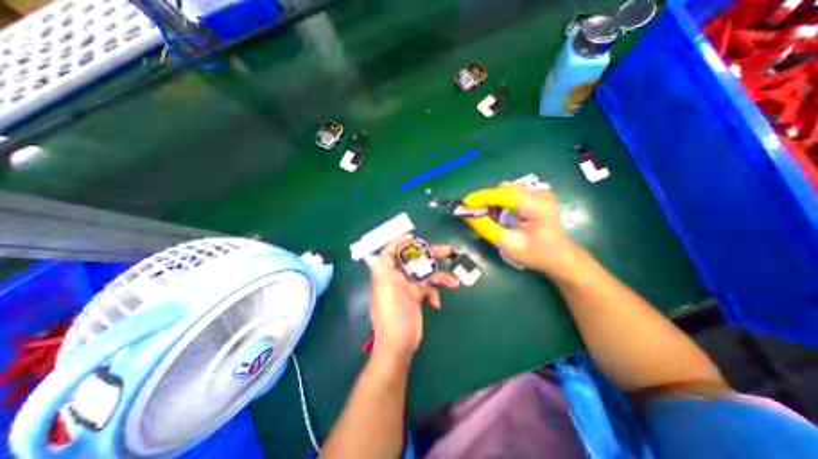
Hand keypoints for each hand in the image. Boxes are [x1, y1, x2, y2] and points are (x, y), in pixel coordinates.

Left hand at [364, 235, 458, 363]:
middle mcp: (398, 278)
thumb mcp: (386, 293)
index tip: (414, 239)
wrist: (400, 345)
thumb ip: (381, 273)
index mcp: (388, 275)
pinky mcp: (418, 297)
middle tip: (447, 250)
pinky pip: (429, 289)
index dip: (400, 243)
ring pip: (425, 275)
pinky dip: (435, 294)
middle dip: (430, 256)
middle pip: (414, 261)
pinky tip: (437, 304)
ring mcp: (409, 288)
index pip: (390, 253)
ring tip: (454, 281)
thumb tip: (369, 256)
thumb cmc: (392, 318)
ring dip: (440, 276)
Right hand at [463, 183, 584, 279]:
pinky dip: (501, 203)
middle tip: (474, 213)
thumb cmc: (537, 254)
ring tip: (487, 217)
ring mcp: (540, 193)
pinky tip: (499, 215)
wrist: (561, 258)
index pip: (503, 194)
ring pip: (506, 190)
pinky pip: (512, 194)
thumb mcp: (509, 244)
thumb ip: (487, 228)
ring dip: (493, 201)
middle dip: (486, 199)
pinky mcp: (537, 196)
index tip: (464, 203)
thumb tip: (467, 216)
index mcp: (537, 205)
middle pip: (504, 189)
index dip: (482, 197)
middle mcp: (540, 193)